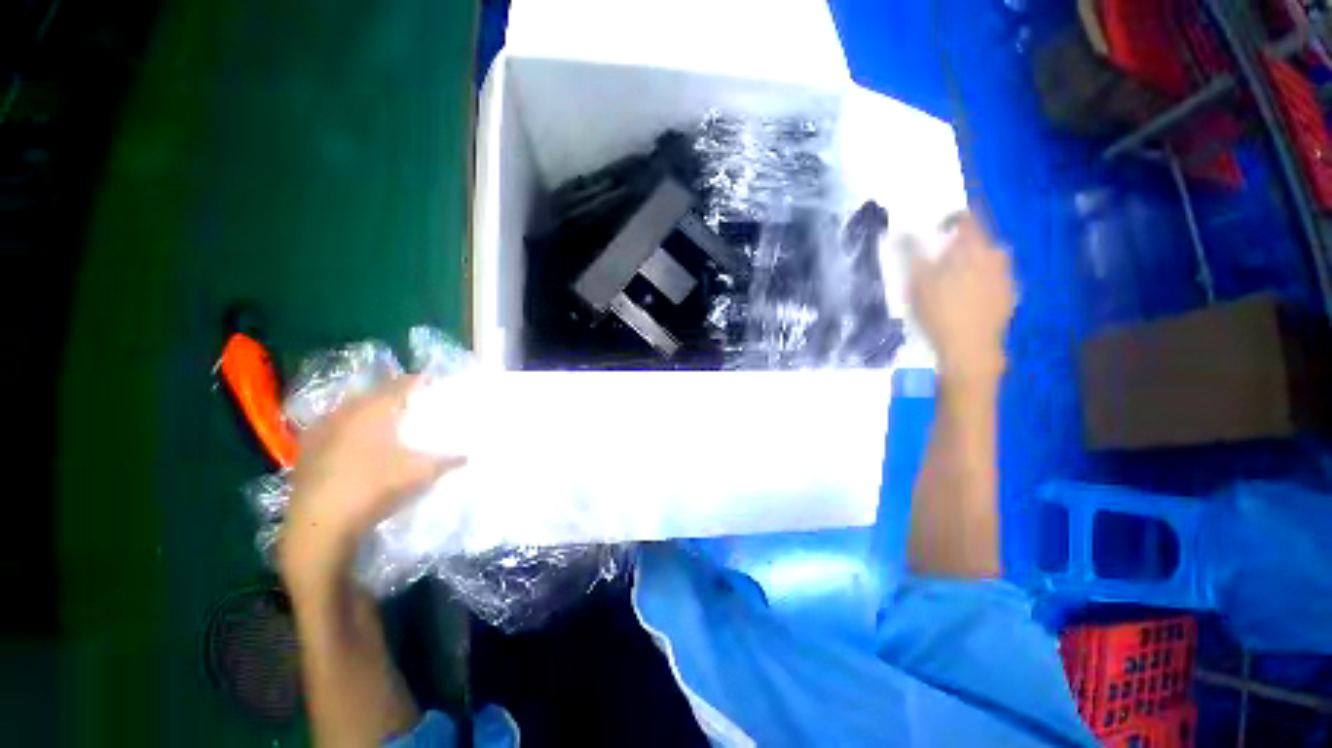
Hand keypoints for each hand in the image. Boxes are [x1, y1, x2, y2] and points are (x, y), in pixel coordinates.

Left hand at [280, 376, 461, 587]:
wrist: (320, 525)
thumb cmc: (374, 488)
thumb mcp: (420, 473)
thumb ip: (448, 460)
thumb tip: (469, 455)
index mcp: (372, 411)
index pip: (400, 385)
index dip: (419, 382)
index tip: (434, 384)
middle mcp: (344, 413)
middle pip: (373, 394)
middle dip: (394, 396)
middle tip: (414, 403)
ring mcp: (320, 431)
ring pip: (350, 410)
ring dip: (370, 412)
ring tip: (389, 422)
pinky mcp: (307, 452)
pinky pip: (334, 428)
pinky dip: (351, 429)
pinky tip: (360, 444)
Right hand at [908, 213, 1015, 382]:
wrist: (970, 349)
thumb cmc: (940, 313)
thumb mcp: (918, 284)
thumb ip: (912, 255)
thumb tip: (902, 234)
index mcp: (974, 250)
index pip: (965, 220)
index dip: (948, 221)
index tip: (933, 233)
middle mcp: (996, 257)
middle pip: (977, 241)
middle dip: (957, 248)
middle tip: (937, 264)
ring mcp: (1005, 277)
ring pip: (986, 260)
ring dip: (969, 264)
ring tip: (950, 284)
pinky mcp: (1009, 296)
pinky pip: (992, 279)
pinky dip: (979, 282)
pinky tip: (965, 300)